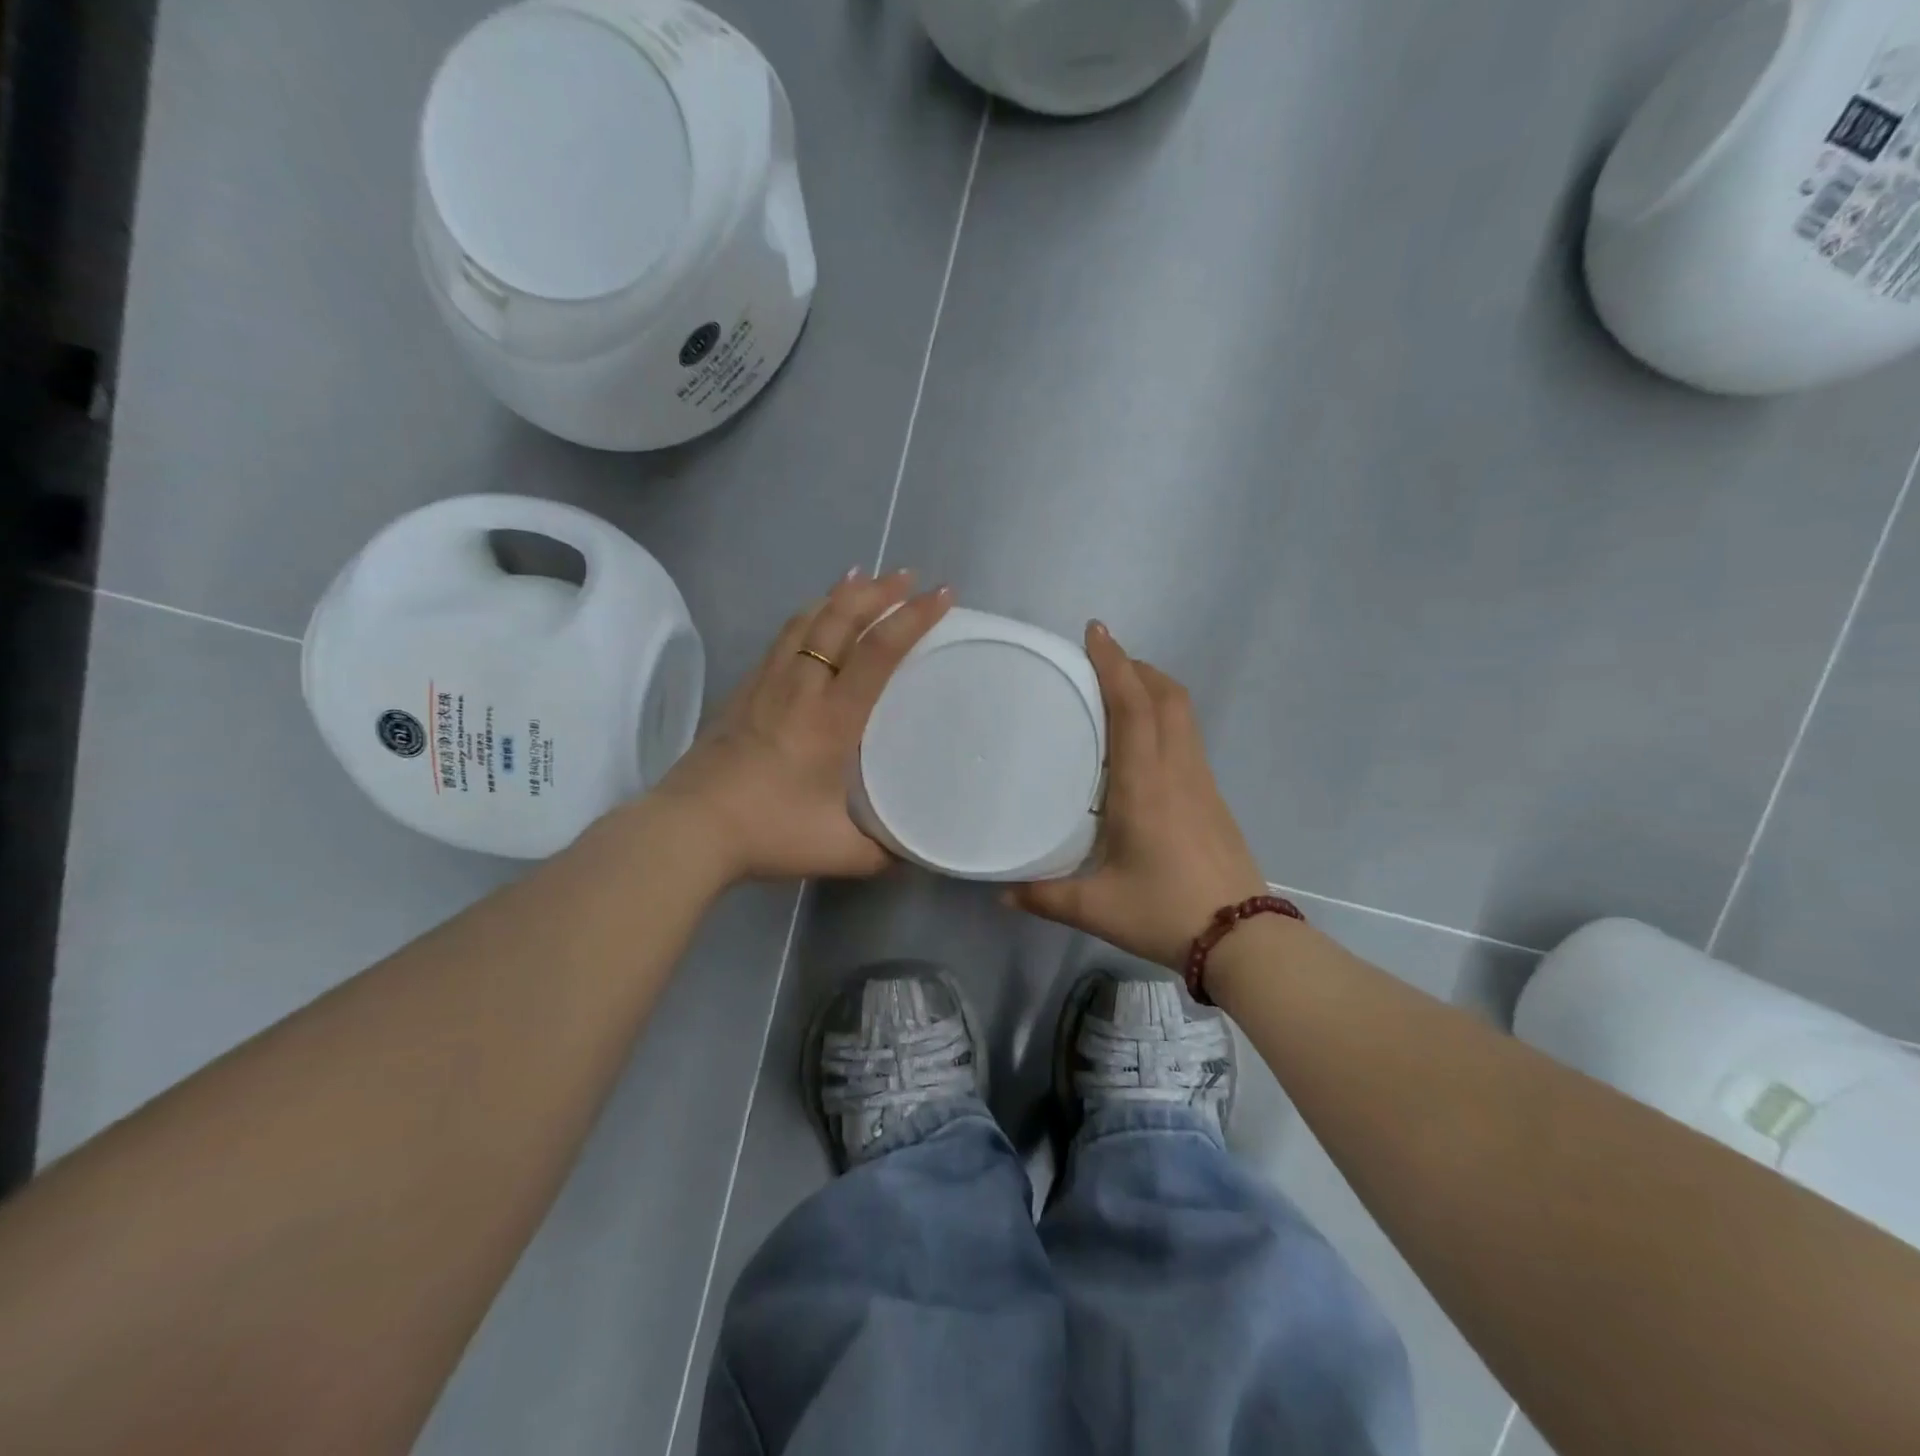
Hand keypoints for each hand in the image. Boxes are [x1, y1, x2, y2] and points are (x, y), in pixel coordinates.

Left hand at [654, 569, 951, 881]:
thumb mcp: (837, 851)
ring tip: (863, 580)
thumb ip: (880, 853)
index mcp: (832, 718)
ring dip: (840, 595)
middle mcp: (801, 687)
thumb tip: (910, 857)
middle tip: (907, 577)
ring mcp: (767, 684)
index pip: (879, 652)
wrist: (688, 828)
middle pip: (839, 619)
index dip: (913, 618)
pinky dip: (807, 616)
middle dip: (878, 591)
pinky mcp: (743, 691)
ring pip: (806, 620)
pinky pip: (782, 637)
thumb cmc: (767, 832)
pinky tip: (811, 619)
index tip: (941, 595)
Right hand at [1009, 622, 1267, 968]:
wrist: (1242, 938)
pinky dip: (1165, 716)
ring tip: (1120, 690)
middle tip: (1101, 661)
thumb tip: (999, 893)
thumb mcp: (1096, 907)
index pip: (1134, 707)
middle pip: (1167, 696)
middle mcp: (1177, 771)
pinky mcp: (1212, 797)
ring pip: (1183, 713)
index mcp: (1145, 785)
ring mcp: (1201, 781)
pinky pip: (1188, 736)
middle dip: (1136, 667)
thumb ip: (1044, 896)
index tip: (1096, 632)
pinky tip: (1142, 743)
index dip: (1115, 664)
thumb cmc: (1164, 911)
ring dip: (1154, 688)